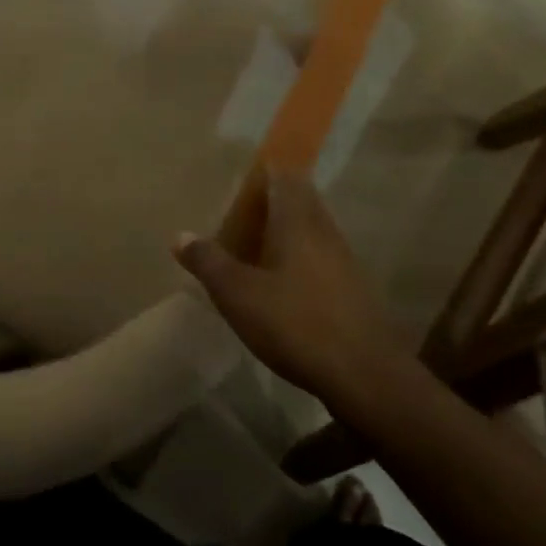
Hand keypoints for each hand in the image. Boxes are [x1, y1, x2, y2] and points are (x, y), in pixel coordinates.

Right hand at [174, 171, 402, 399]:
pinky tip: (280, 282)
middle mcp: (324, 232)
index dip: (265, 169)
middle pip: (300, 201)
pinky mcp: (353, 290)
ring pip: (311, 231)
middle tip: (239, 211)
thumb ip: (208, 261)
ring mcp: (344, 261)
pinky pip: (319, 259)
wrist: (365, 376)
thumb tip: (180, 234)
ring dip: (285, 231)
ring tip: (253, 245)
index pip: (285, 176)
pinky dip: (298, 259)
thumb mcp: (238, 294)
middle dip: (272, 201)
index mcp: (298, 221)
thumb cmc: (295, 323)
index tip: (242, 172)